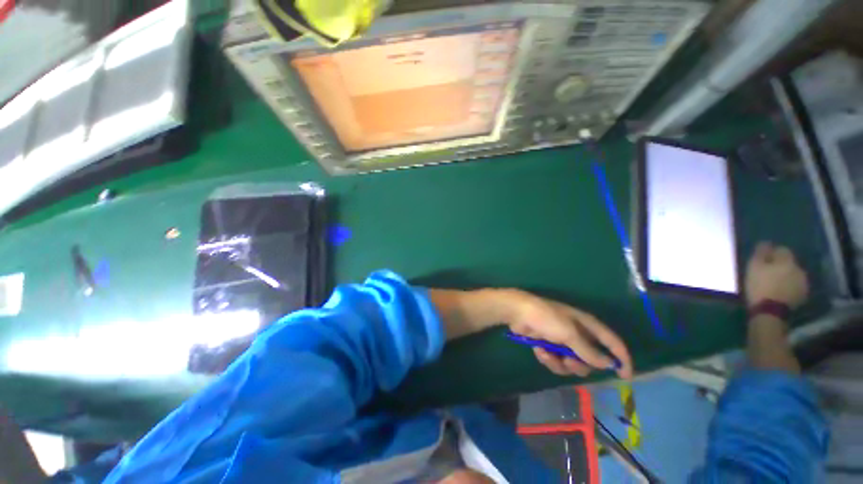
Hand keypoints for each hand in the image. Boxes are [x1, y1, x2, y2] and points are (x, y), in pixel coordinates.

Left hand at [504, 291, 632, 378]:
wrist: (518, 313)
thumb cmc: (546, 318)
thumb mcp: (569, 333)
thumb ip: (589, 351)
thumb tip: (609, 364)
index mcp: (587, 326)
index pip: (612, 342)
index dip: (622, 359)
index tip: (626, 376)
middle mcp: (578, 334)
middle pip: (590, 360)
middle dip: (580, 364)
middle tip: (569, 361)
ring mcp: (562, 341)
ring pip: (572, 364)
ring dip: (561, 363)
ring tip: (549, 354)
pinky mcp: (549, 346)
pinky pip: (556, 362)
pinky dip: (548, 359)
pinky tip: (538, 350)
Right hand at [745, 242, 808, 308]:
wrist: (771, 311)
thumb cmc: (760, 285)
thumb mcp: (754, 268)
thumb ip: (761, 254)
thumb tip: (765, 243)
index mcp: (787, 261)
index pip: (782, 250)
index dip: (773, 253)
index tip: (764, 259)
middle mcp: (799, 268)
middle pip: (789, 262)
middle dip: (781, 265)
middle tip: (768, 272)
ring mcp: (803, 282)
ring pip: (794, 274)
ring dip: (786, 275)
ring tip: (775, 282)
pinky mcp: (803, 294)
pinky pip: (796, 285)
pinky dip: (790, 286)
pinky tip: (781, 291)